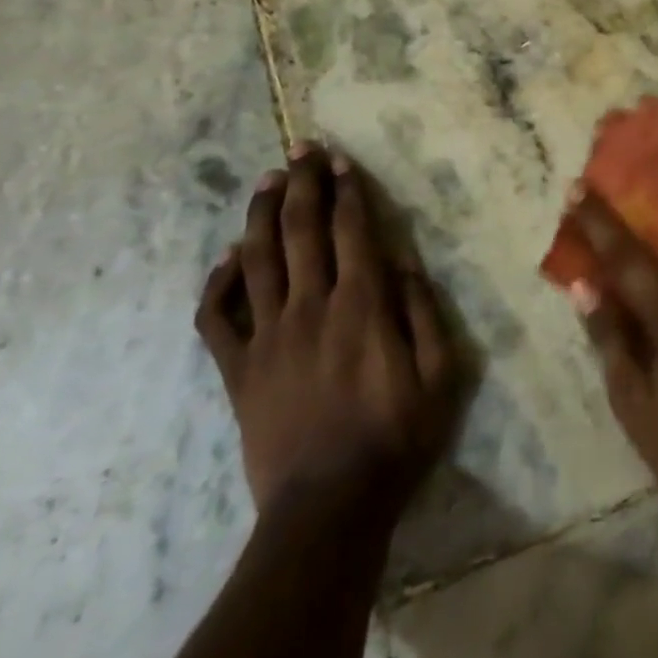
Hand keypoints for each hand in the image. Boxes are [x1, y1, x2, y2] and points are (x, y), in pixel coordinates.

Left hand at [195, 143, 458, 513]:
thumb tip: (405, 261)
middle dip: (302, 185)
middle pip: (302, 231)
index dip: (347, 191)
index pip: (352, 231)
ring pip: (257, 261)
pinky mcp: (239, 370)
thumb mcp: (440, 376)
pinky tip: (228, 259)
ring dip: (261, 215)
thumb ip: (423, 312)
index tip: (340, 161)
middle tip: (299, 150)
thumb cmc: (396, 438)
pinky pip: (216, 319)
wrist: (329, 508)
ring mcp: (268, 337)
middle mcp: (311, 308)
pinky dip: (218, 284)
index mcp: (362, 307)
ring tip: (266, 181)